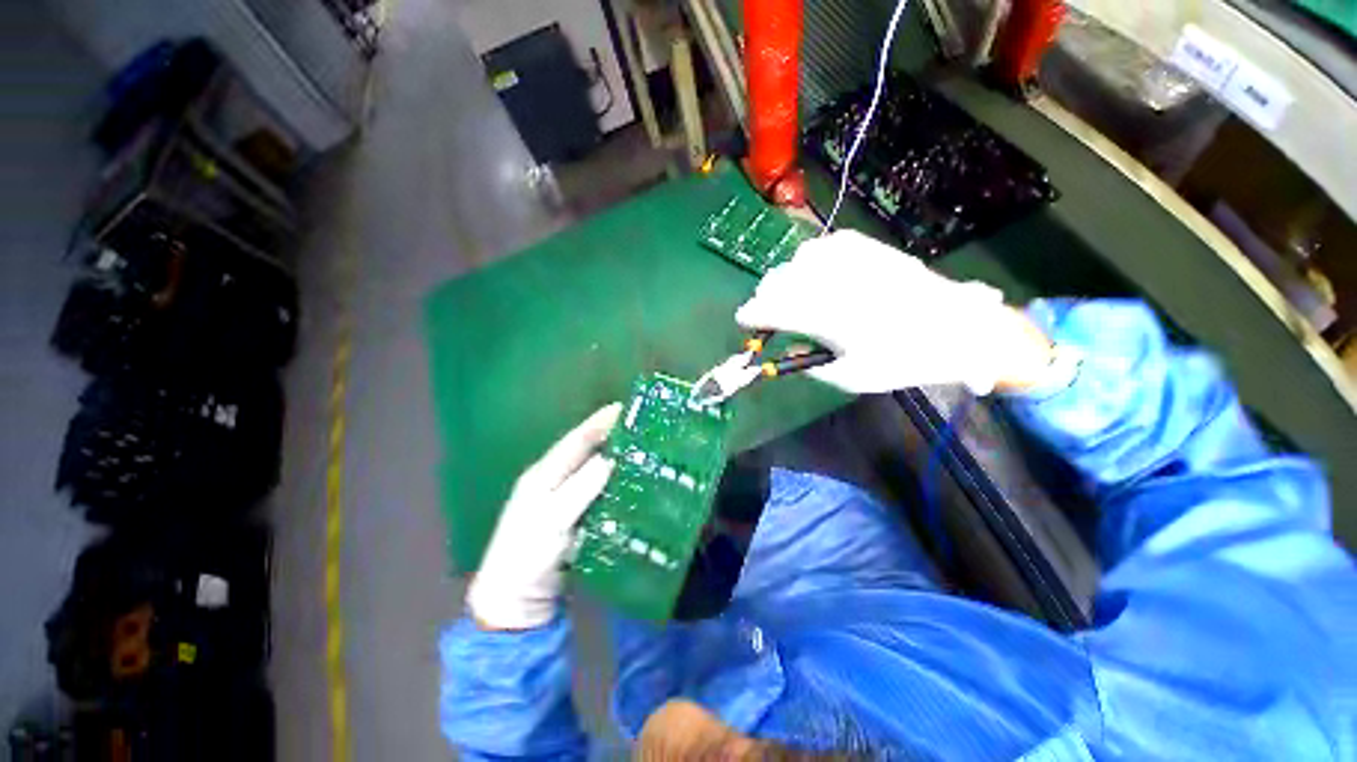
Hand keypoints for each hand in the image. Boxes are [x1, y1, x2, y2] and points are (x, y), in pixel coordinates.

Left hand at [467, 403, 621, 630]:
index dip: (598, 423)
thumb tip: (610, 459)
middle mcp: (553, 480)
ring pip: (592, 470)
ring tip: (641, 448)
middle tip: (639, 427)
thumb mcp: (551, 521)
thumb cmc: (528, 556)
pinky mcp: (574, 516)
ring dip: (614, 457)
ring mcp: (563, 499)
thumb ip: (580, 488)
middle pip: (585, 451)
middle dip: (609, 436)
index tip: (623, 408)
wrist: (515, 602)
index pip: (575, 440)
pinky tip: (631, 481)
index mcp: (543, 474)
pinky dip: (613, 482)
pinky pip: (597, 491)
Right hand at [735, 230, 1053, 394]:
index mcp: (828, 316)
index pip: (772, 309)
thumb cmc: (902, 359)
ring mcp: (849, 257)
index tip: (745, 321)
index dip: (751, 315)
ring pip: (794, 263)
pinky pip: (818, 248)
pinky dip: (807, 264)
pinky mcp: (863, 245)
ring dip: (785, 281)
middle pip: (777, 282)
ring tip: (793, 296)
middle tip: (768, 314)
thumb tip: (787, 346)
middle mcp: (833, 281)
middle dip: (765, 299)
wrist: (957, 326)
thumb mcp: (849, 376)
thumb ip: (808, 362)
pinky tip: (817, 276)